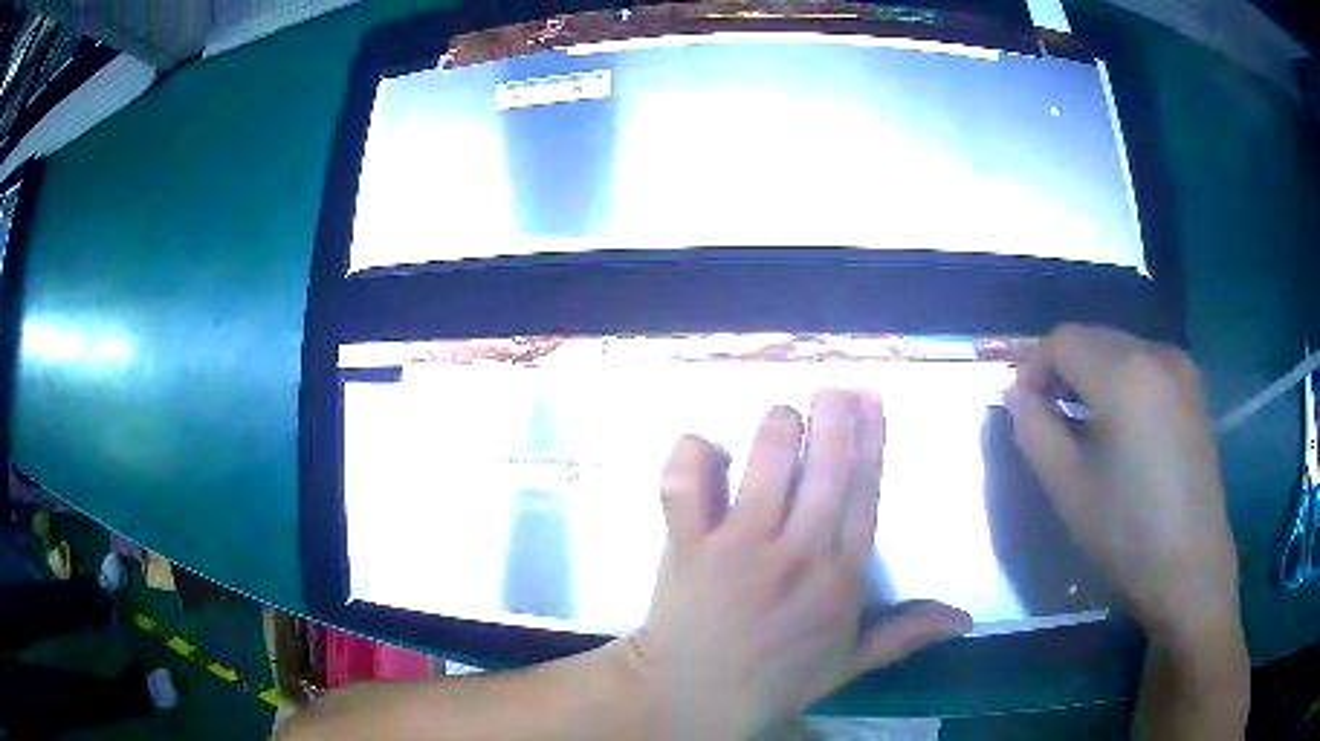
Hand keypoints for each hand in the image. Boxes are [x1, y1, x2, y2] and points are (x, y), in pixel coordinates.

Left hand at [614, 390, 970, 739]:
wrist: (694, 700)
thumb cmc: (775, 680)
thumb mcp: (848, 664)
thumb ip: (905, 635)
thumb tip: (966, 618)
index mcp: (840, 579)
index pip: (865, 495)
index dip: (872, 442)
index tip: (871, 399)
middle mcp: (797, 554)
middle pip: (826, 469)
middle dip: (833, 417)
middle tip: (833, 388)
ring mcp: (739, 548)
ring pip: (766, 463)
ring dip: (777, 428)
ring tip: (783, 416)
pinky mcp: (687, 547)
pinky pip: (686, 485)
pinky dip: (692, 456)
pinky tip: (703, 448)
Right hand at [1006, 325, 1240, 649]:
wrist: (1191, 565)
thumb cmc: (1127, 533)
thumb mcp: (1068, 487)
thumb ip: (1034, 430)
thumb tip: (1019, 395)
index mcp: (1124, 373)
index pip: (1063, 341)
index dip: (1033, 366)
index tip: (1022, 406)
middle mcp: (1155, 352)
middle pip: (1093, 336)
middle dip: (1063, 368)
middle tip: (1047, 415)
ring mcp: (1180, 366)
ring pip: (1119, 347)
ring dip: (1092, 373)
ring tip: (1083, 422)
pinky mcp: (1193, 386)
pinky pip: (1145, 363)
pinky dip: (1122, 380)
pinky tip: (1120, 424)